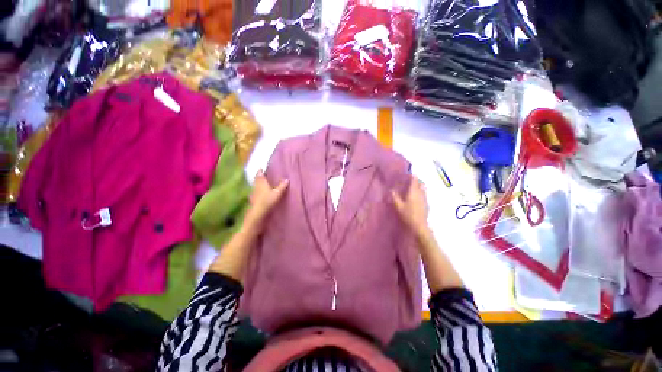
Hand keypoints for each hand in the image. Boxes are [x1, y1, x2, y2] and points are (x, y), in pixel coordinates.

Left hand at [245, 169, 288, 226]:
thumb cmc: (268, 201)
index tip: (261, 168)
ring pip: (255, 186)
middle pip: (256, 180)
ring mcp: (253, 193)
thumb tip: (287, 179)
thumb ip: (282, 186)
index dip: (260, 171)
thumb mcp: (277, 193)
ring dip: (258, 184)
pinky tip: (260, 193)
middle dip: (259, 177)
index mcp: (261, 183)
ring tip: (262, 183)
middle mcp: (256, 186)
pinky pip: (255, 192)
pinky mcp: (253, 199)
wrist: (258, 213)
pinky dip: (257, 191)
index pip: (260, 174)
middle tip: (261, 174)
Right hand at [392, 176, 429, 235]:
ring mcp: (424, 199)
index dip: (412, 176)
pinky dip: (421, 192)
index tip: (409, 173)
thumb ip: (395, 197)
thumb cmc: (408, 215)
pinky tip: (417, 196)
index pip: (414, 181)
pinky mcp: (426, 204)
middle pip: (421, 184)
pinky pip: (424, 194)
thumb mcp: (398, 206)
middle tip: (411, 180)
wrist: (419, 226)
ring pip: (423, 189)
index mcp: (413, 193)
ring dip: (420, 186)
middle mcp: (420, 194)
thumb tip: (391, 190)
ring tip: (414, 187)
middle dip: (417, 180)